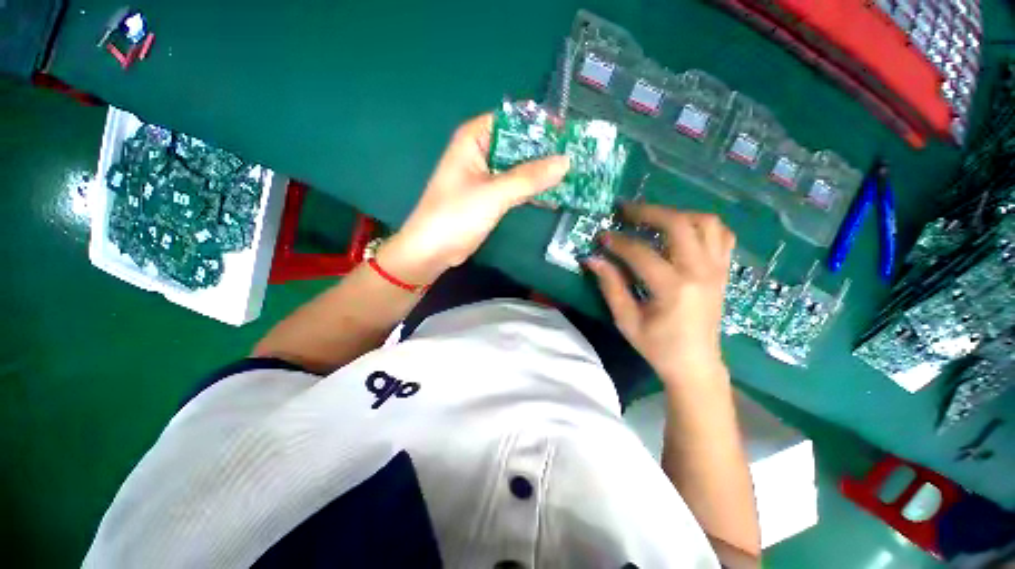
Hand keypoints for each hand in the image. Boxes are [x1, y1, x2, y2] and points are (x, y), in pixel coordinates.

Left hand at [377, 113, 569, 284]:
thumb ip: (529, 177)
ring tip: (574, 173)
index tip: (570, 132)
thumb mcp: (494, 193)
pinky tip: (556, 193)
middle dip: (546, 150)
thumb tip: (566, 161)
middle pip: (519, 143)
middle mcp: (480, 152)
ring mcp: (486, 176)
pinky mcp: (491, 197)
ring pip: (520, 167)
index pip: (513, 120)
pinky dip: (533, 189)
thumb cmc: (456, 215)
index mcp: (474, 139)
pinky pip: (517, 186)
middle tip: (579, 155)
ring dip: (542, 171)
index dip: (541, 124)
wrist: (433, 250)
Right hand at [586, 205, 735, 383]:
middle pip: (679, 224)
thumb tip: (592, 259)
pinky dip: (701, 225)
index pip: (641, 252)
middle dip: (648, 212)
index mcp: (673, 288)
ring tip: (653, 218)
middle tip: (625, 211)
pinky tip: (682, 230)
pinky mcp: (722, 272)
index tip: (601, 236)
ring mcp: (716, 270)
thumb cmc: (658, 347)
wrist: (696, 365)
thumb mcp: (627, 320)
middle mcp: (700, 272)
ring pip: (706, 223)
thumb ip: (610, 286)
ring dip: (677, 214)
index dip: (617, 241)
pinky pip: (721, 235)